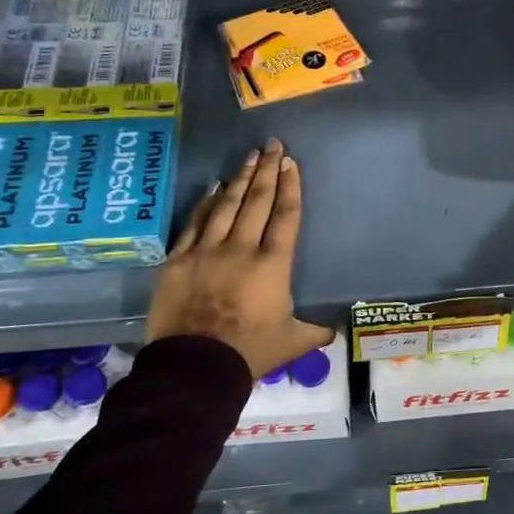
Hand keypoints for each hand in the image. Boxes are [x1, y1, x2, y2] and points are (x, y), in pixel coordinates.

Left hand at [145, 139, 332, 379]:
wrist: (195, 367)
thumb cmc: (250, 352)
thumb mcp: (292, 342)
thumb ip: (314, 331)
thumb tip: (334, 330)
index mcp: (273, 265)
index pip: (285, 216)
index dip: (290, 187)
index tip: (291, 163)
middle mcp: (241, 249)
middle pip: (257, 202)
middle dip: (267, 171)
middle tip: (272, 145)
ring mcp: (206, 251)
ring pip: (226, 206)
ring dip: (240, 180)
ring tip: (249, 158)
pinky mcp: (178, 261)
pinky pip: (194, 224)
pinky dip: (205, 204)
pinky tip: (213, 188)